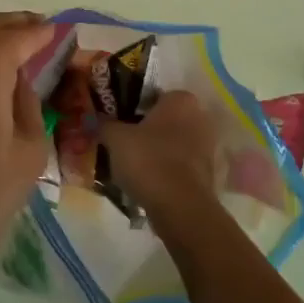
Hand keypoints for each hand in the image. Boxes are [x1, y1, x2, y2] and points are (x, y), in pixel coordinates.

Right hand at [101, 90, 221, 221]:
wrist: (180, 208)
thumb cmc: (148, 160)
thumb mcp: (116, 138)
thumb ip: (105, 124)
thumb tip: (94, 118)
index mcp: (180, 100)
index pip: (153, 95)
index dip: (133, 106)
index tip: (118, 119)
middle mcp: (199, 117)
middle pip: (165, 119)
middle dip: (146, 129)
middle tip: (122, 140)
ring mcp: (207, 147)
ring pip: (173, 143)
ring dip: (156, 150)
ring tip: (131, 163)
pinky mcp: (208, 174)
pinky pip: (180, 164)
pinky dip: (166, 169)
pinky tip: (146, 180)